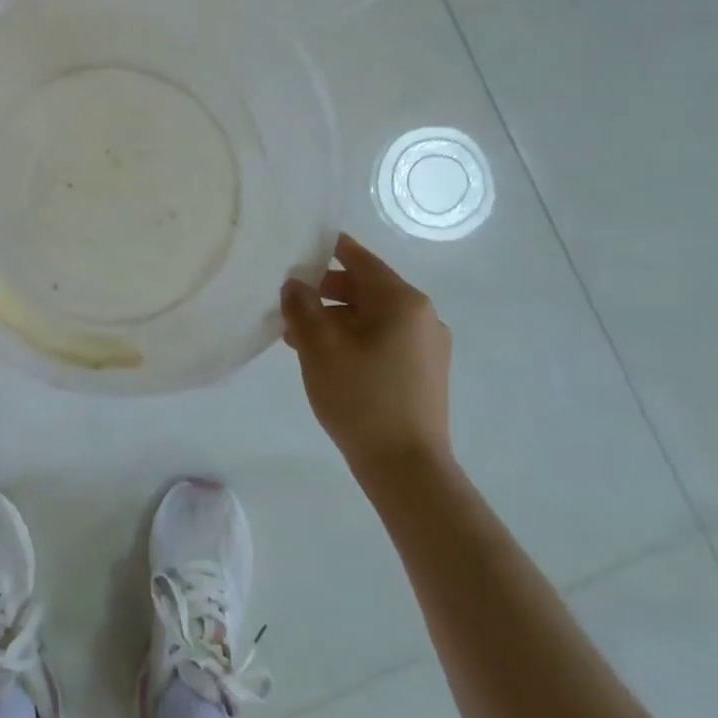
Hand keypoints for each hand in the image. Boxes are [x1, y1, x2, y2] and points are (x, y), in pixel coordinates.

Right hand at [280, 233, 452, 471]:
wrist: (407, 469)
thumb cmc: (361, 398)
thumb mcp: (319, 347)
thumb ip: (302, 306)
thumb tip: (295, 284)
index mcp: (403, 301)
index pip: (359, 258)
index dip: (326, 249)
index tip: (296, 248)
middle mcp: (423, 316)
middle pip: (366, 288)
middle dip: (325, 292)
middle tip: (288, 304)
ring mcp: (428, 346)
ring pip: (372, 317)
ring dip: (336, 320)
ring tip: (298, 339)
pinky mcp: (425, 373)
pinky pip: (384, 340)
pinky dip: (355, 340)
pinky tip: (327, 360)